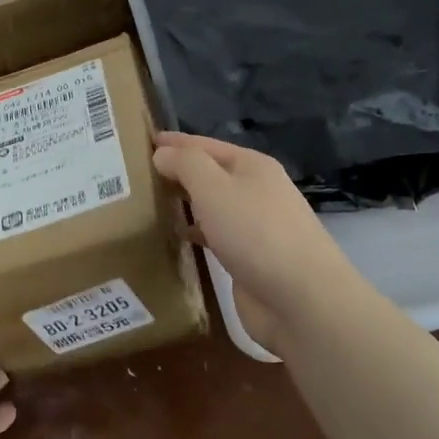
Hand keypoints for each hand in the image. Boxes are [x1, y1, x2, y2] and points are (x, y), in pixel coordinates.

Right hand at [151, 131, 358, 348]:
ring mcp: (255, 226)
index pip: (206, 145)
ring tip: (149, 201)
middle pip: (211, 173)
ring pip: (213, 205)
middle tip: (138, 173)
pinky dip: (196, 230)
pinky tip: (176, 235)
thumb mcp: (215, 188)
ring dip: (186, 201)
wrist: (300, 299)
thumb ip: (186, 165)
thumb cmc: (256, 233)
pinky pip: (216, 234)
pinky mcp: (250, 258)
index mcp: (252, 166)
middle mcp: (256, 191)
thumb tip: (162, 153)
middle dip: (179, 171)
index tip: (144, 140)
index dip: (176, 142)